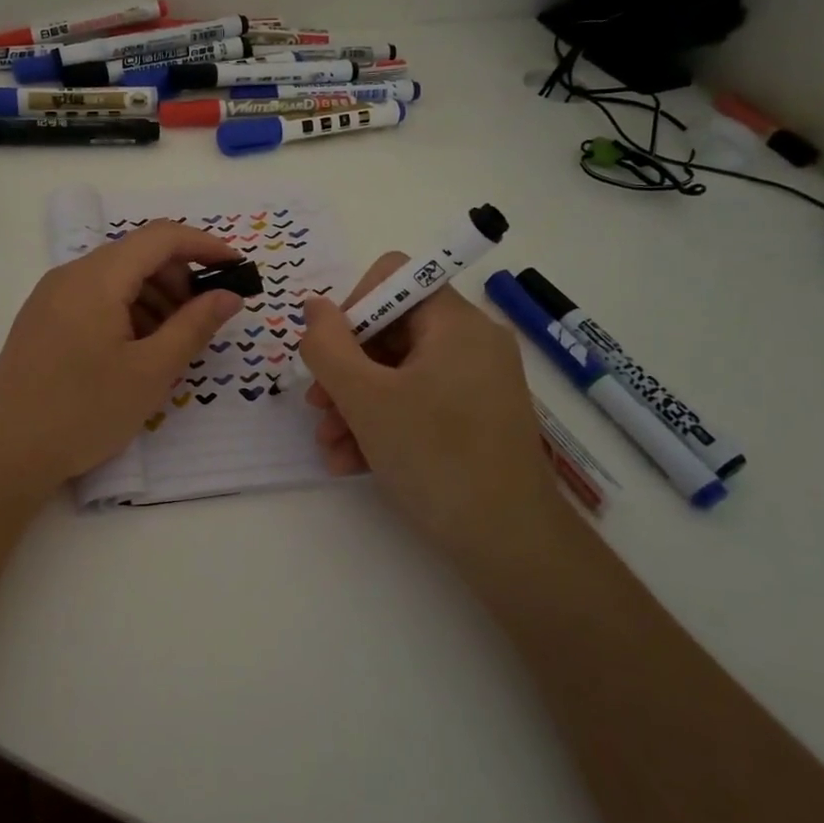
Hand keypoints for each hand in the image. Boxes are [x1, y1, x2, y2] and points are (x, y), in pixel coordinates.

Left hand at [0, 221, 244, 489]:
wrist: (4, 453)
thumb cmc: (83, 411)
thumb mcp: (150, 371)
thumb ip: (194, 326)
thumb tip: (228, 295)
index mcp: (97, 277)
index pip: (161, 237)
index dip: (204, 246)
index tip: (236, 269)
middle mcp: (70, 275)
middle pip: (137, 255)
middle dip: (179, 279)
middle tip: (201, 322)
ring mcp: (51, 297)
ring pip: (116, 278)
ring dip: (153, 298)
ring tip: (169, 345)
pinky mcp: (42, 320)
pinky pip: (94, 299)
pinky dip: (126, 312)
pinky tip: (134, 352)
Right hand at [298, 254, 562, 563]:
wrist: (510, 543)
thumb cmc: (435, 457)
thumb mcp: (365, 398)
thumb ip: (328, 346)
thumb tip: (314, 307)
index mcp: (456, 323)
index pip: (393, 278)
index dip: (351, 308)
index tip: (330, 355)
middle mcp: (472, 343)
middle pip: (390, 330)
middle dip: (345, 370)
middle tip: (318, 409)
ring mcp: (476, 383)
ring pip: (398, 373)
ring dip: (354, 404)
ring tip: (329, 444)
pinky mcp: (475, 418)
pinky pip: (418, 403)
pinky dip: (383, 424)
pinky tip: (351, 462)